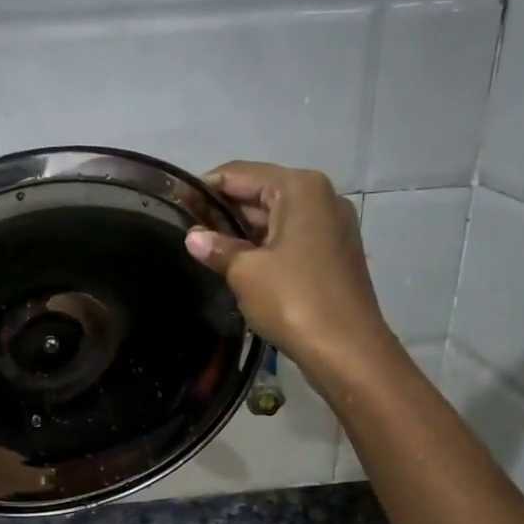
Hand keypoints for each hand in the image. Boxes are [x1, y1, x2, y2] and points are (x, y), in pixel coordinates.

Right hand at [184, 162, 394, 372]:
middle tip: (187, 231)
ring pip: (276, 217)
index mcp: (299, 188)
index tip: (176, 204)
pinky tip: (239, 265)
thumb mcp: (245, 272)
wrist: (347, 349)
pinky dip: (265, 246)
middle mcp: (321, 197)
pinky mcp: (335, 252)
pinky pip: (291, 237)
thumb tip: (193, 237)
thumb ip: (217, 248)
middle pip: (261, 192)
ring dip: (243, 231)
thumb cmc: (293, 300)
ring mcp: (332, 225)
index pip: (240, 174)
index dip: (205, 188)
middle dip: (224, 210)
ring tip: (206, 250)